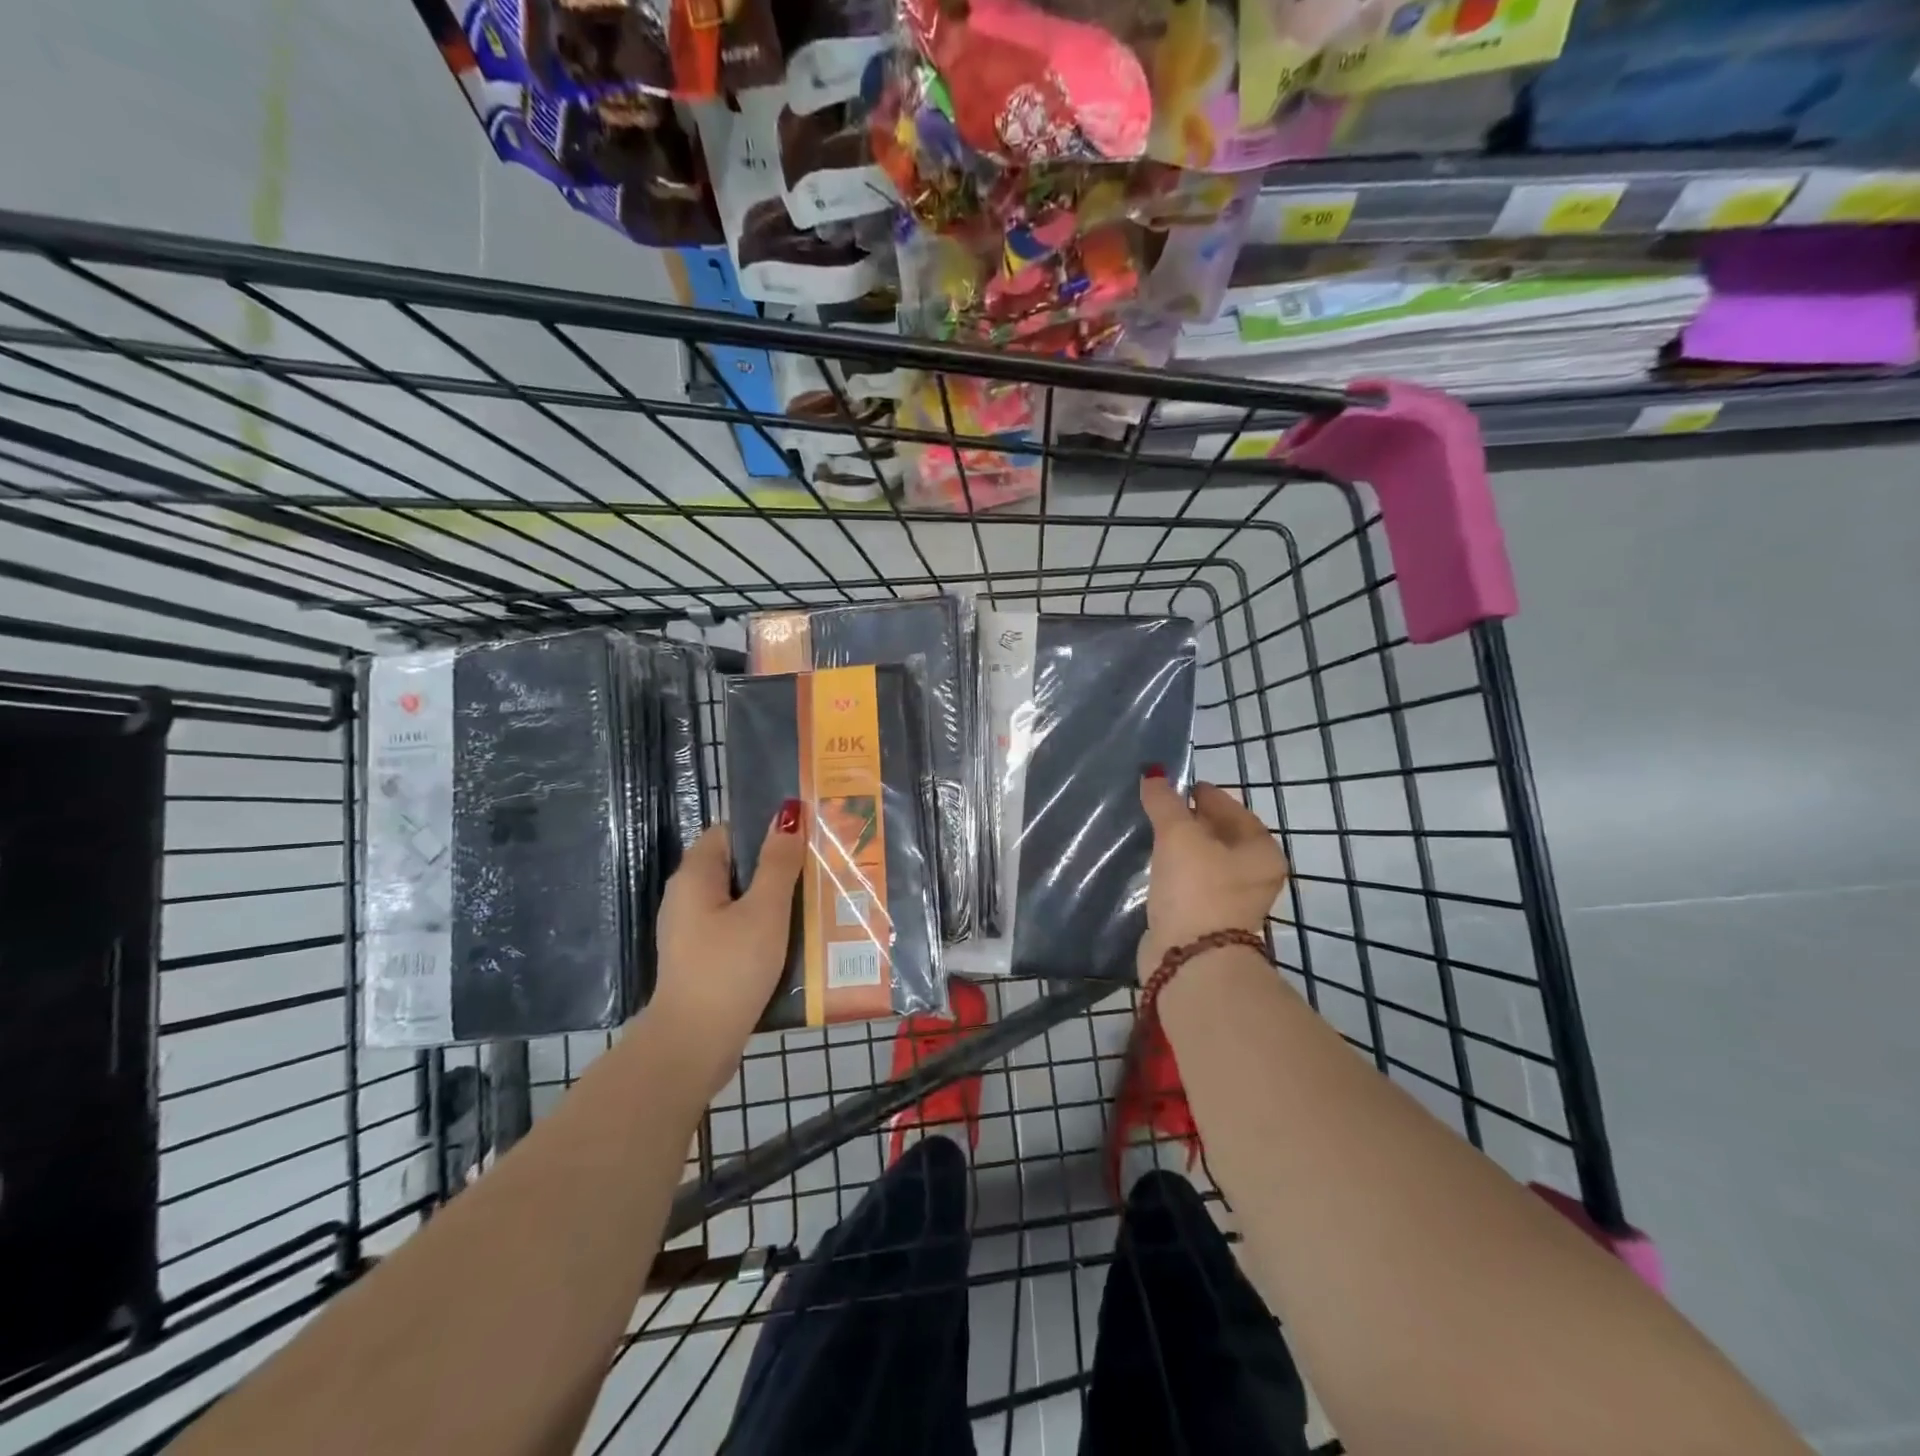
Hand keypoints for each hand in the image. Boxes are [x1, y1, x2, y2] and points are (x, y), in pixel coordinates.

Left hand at [650, 804, 805, 1098]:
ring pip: (740, 900)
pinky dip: (762, 928)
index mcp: (695, 875)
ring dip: (774, 900)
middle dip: (776, 867)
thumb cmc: (730, 968)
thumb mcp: (765, 910)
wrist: (694, 1046)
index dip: (766, 830)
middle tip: (819, 870)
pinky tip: (793, 940)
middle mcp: (687, 897)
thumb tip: (788, 813)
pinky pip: (736, 929)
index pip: (731, 832)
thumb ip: (778, 862)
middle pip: (736, 866)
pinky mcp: (702, 959)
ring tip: (816, 903)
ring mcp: (692, 931)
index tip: (804, 838)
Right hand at [1138, 774, 1288, 983]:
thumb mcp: (1178, 835)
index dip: (1203, 795)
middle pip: (1219, 834)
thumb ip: (1165, 801)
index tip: (1175, 787)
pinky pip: (1190, 883)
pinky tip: (1153, 865)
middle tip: (1158, 808)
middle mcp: (1254, 875)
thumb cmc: (1196, 888)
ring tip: (1151, 833)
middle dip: (1190, 820)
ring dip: (1180, 847)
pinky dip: (1174, 871)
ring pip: (1203, 860)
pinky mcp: (1207, 919)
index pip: (1232, 808)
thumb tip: (1153, 774)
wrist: (1190, 961)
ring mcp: (1231, 900)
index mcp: (1262, 851)